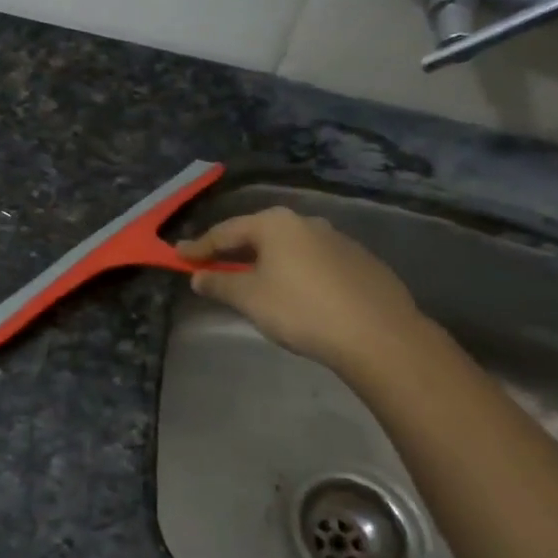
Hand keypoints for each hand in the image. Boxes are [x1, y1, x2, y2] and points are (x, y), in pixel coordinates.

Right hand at [176, 208, 430, 376]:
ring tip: (252, 280)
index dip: (199, 247)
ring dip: (266, 261)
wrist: (378, 335)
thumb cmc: (301, 310)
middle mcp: (306, 222)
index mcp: (275, 224)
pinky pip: (314, 262)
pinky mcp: (360, 262)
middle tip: (212, 265)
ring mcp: (338, 240)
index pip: (225, 232)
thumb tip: (199, 276)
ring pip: (289, 247)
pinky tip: (295, 293)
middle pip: (258, 235)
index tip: (178, 256)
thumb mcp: (249, 298)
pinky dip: (295, 271)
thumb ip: (220, 283)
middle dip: (233, 251)